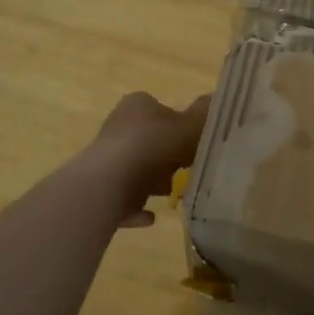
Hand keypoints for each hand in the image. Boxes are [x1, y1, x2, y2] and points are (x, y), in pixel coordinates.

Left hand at [83, 92, 211, 228]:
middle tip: (188, 169)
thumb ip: (204, 115)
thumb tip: (215, 98)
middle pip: (148, 140)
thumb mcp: (189, 127)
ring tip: (174, 193)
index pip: (160, 108)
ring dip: (152, 182)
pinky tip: (152, 216)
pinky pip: (124, 197)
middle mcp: (117, 127)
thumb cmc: (152, 146)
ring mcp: (105, 158)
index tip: (193, 142)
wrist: (109, 183)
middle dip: (167, 156)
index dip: (179, 125)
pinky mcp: (98, 187)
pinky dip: (137, 206)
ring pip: (135, 169)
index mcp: (137, 106)